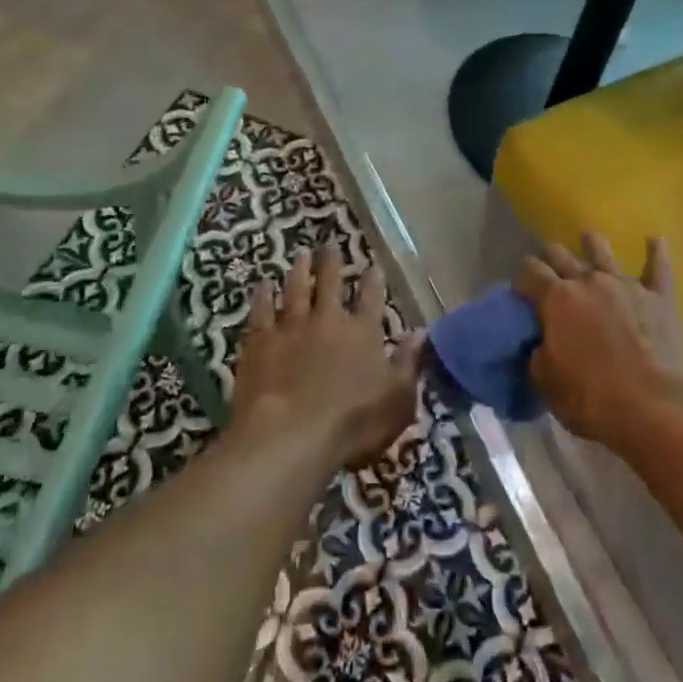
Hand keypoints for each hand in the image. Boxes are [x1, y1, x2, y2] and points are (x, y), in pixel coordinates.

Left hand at [232, 244, 425, 471]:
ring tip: (301, 255)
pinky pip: (261, 311)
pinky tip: (262, 285)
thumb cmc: (352, 424)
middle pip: (330, 283)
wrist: (290, 436)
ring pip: (296, 289)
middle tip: (330, 245)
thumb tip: (422, 332)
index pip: (371, 298)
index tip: (372, 266)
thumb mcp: (398, 400)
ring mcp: (291, 327)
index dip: (372, 281)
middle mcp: (328, 320)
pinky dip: (262, 296)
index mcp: (362, 333)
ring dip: (300, 271)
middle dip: (332, 263)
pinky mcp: (260, 341)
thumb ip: (409, 363)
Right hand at [513, 232, 682, 451]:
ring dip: (592, 244)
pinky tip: (655, 240)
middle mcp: (588, 281)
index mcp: (556, 298)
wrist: (661, 410)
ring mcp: (626, 285)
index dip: (521, 278)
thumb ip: (536, 356)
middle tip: (549, 271)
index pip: (528, 271)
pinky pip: (658, 267)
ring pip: (602, 249)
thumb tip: (538, 344)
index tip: (520, 292)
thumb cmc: (596, 400)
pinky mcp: (660, 298)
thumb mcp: (547, 384)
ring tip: (588, 241)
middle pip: (560, 253)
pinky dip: (655, 252)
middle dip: (549, 258)